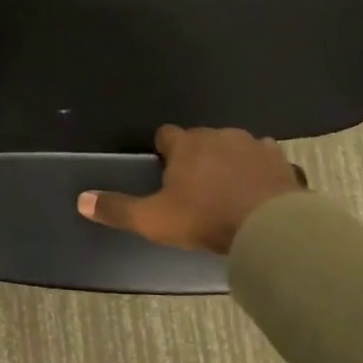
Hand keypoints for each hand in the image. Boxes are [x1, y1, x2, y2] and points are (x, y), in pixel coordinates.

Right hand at [78, 125, 304, 255]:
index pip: (166, 135)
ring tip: (229, 191)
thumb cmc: (206, 218)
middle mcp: (218, 135)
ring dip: (229, 161)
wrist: (270, 227)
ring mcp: (253, 145)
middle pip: (201, 139)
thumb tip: (81, 200)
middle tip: (195, 189)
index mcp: (186, 144)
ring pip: (234, 147)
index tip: (164, 171)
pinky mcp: (281, 160)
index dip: (163, 151)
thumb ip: (118, 209)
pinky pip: (265, 160)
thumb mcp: (154, 219)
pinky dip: (260, 171)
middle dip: (197, 157)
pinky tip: (260, 192)